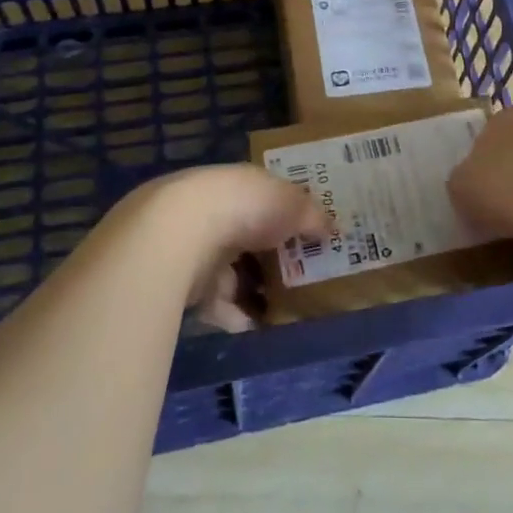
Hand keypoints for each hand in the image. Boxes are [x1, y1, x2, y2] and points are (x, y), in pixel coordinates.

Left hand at [125, 165, 331, 332]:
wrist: (179, 234)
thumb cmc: (244, 207)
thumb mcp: (292, 204)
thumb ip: (312, 215)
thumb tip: (333, 227)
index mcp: (239, 184)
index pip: (266, 198)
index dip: (288, 216)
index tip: (310, 237)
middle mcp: (214, 210)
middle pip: (247, 237)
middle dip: (271, 257)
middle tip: (302, 279)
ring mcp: (195, 246)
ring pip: (231, 272)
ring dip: (253, 290)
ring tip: (285, 310)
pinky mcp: (182, 283)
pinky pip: (215, 304)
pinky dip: (235, 316)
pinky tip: (257, 329)